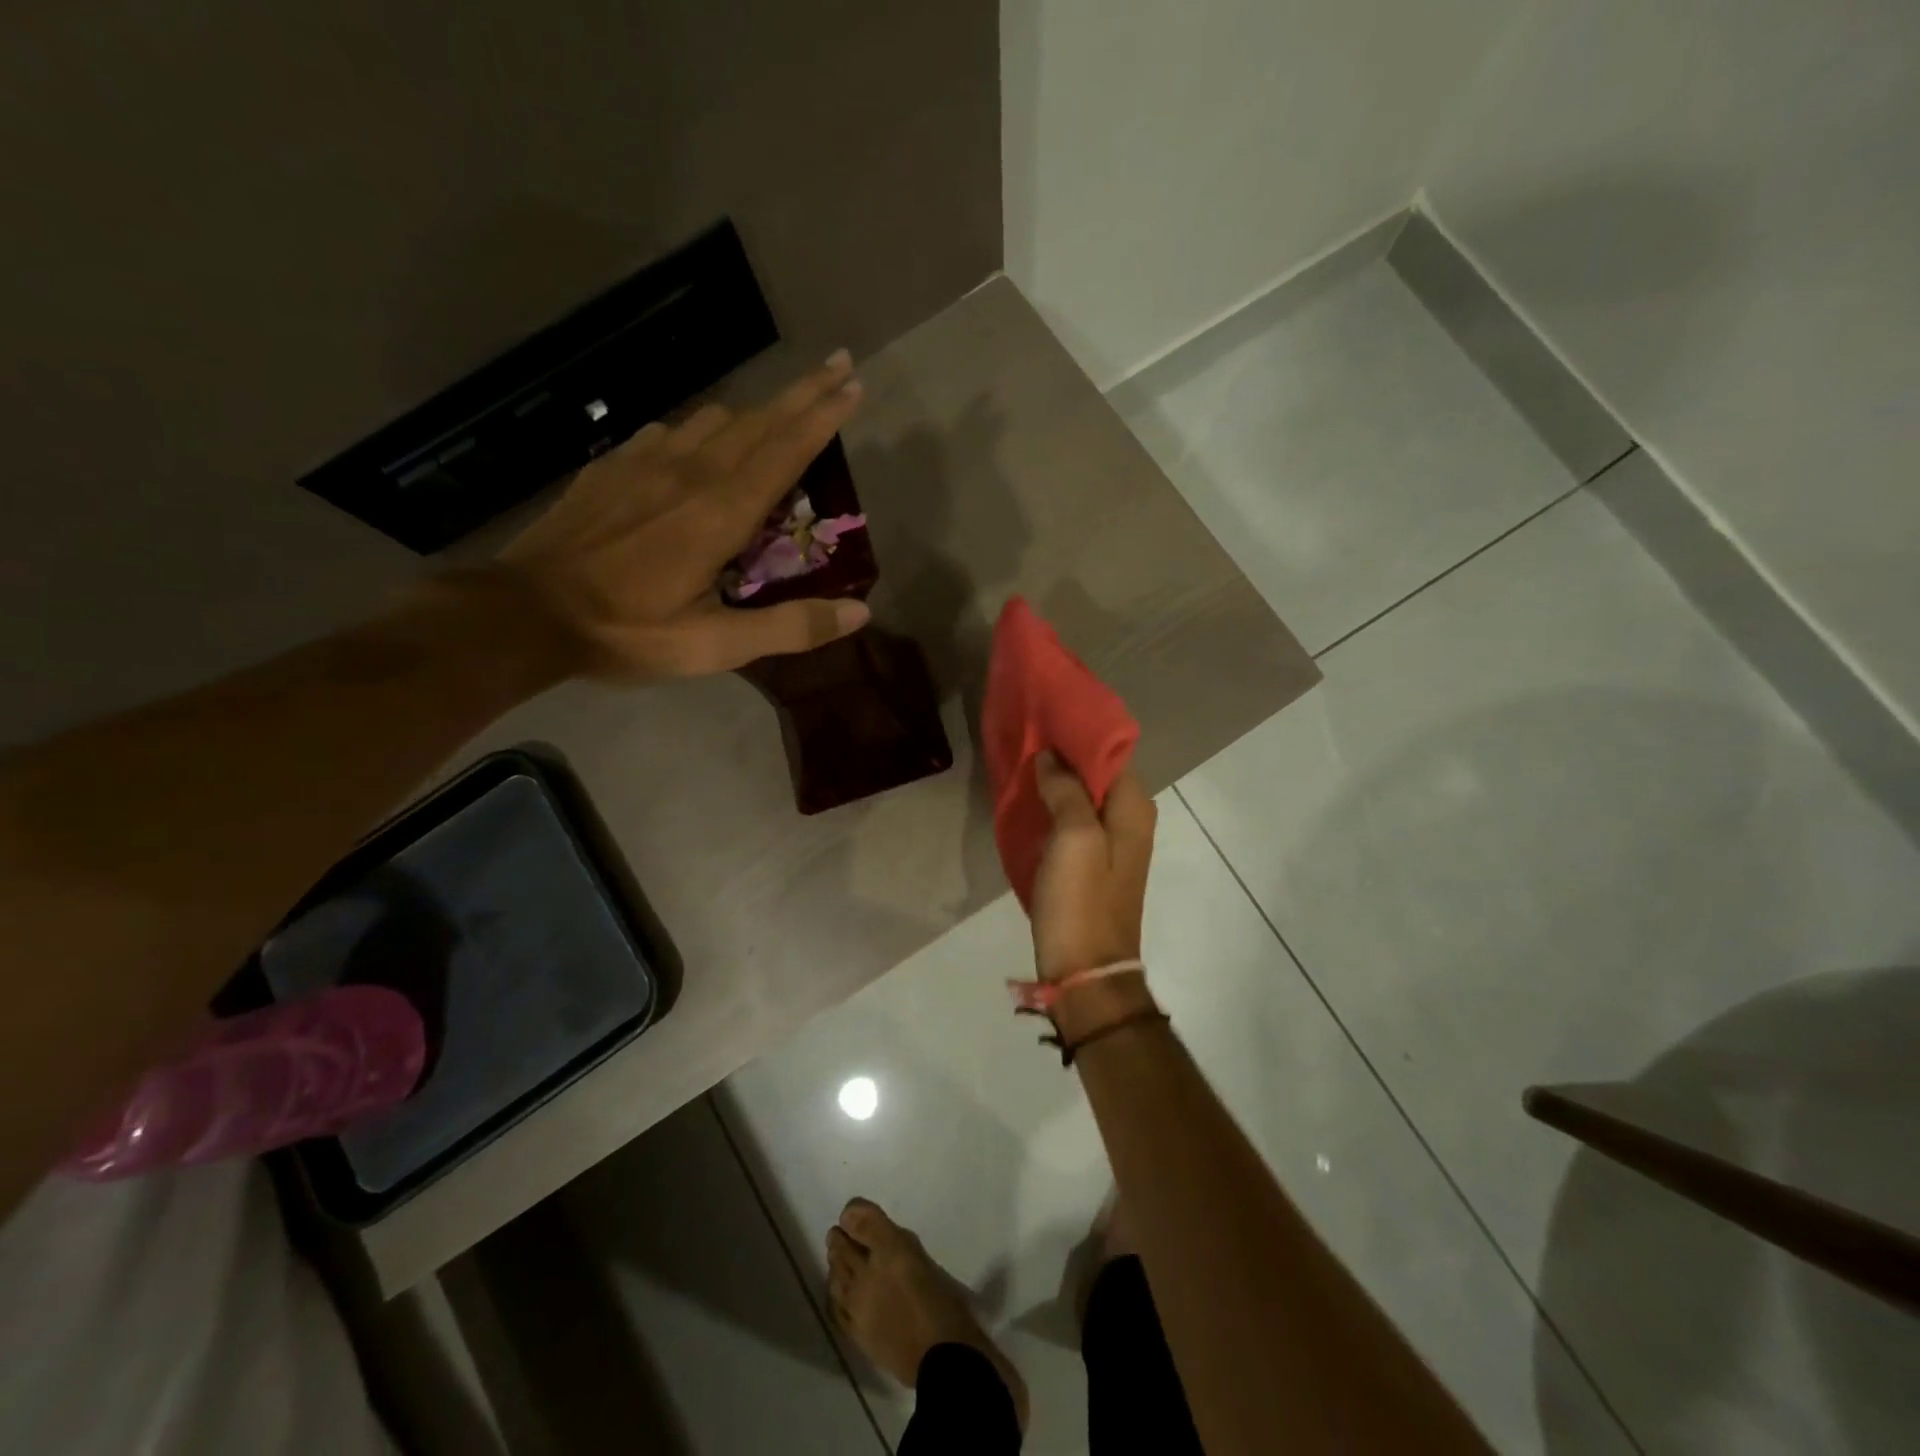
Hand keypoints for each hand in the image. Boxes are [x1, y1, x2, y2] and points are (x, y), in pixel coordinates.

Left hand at [491, 351, 871, 680]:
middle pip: (757, 419)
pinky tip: (695, 450)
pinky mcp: (612, 466)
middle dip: (802, 393)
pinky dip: (700, 432)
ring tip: (775, 421)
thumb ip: (790, 627)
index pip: (785, 449)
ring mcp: (645, 462)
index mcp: (721, 512)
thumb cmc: (629, 632)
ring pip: (714, 418)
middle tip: (837, 368)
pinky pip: (669, 432)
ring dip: (754, 413)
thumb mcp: (716, 645)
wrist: (526, 613)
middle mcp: (690, 472)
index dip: (823, 416)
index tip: (854, 385)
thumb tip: (860, 612)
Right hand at [1029, 751, 1156, 982]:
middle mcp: (1129, 820)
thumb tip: (1051, 757)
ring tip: (1022, 760)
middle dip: (1064, 754)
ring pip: (1083, 797)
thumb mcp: (1075, 838)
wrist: (1086, 971)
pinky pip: (1073, 821)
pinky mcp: (1091, 864)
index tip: (1045, 714)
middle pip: (1097, 773)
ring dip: (1057, 780)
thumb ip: (1066, 789)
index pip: (1111, 752)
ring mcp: (1111, 844)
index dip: (1080, 732)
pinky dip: (1054, 806)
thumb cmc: (1082, 901)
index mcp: (1133, 808)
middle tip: (1026, 734)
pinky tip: (1029, 799)